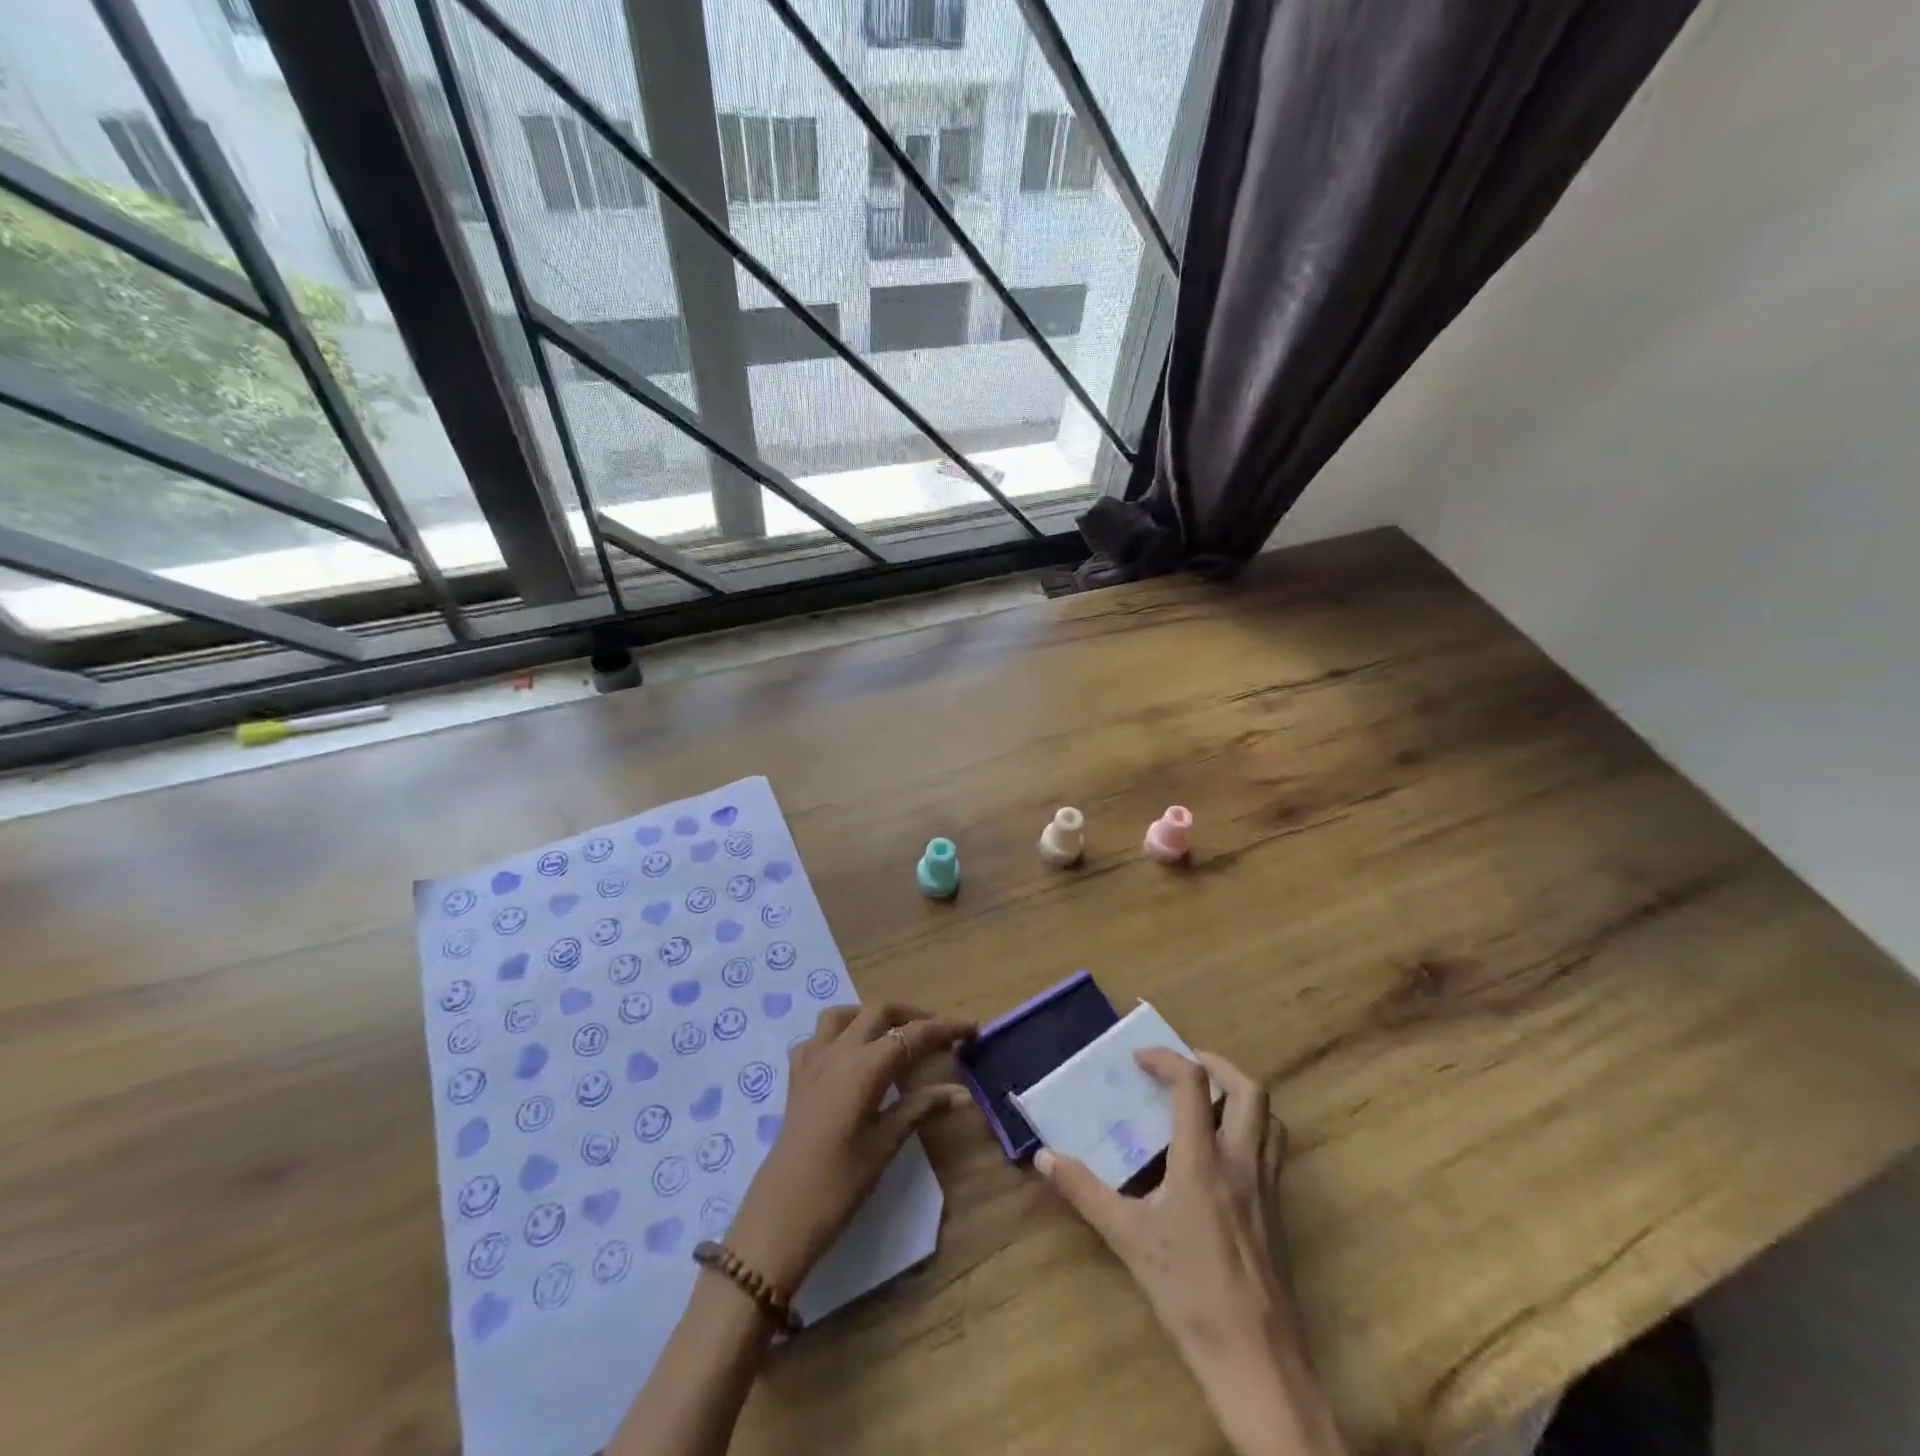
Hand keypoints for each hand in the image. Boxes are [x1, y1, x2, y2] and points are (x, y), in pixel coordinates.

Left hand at [724, 1003, 975, 1294]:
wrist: (780, 1217)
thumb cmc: (839, 1184)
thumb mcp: (886, 1144)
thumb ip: (921, 1108)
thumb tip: (963, 1094)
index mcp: (864, 1066)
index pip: (912, 1035)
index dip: (944, 1028)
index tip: (971, 1027)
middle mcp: (838, 1052)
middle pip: (879, 1012)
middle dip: (912, 1015)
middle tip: (939, 1034)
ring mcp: (812, 1061)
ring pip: (844, 1015)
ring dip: (872, 1016)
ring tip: (893, 1035)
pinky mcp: (796, 1078)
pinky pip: (817, 1038)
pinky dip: (838, 1035)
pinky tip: (849, 1057)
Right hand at [1036, 1049, 1343, 1455]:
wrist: (1255, 1358)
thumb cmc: (1188, 1291)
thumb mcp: (1127, 1238)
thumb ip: (1084, 1192)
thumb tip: (1044, 1158)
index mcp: (1203, 1159)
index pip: (1193, 1083)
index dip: (1166, 1059)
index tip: (1139, 1059)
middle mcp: (1241, 1161)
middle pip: (1249, 1090)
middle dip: (1217, 1065)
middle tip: (1184, 1066)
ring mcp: (1266, 1187)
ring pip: (1270, 1119)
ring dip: (1240, 1095)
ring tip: (1208, 1100)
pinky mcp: (1278, 1212)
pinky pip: (1273, 1150)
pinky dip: (1252, 1129)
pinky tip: (1223, 1153)